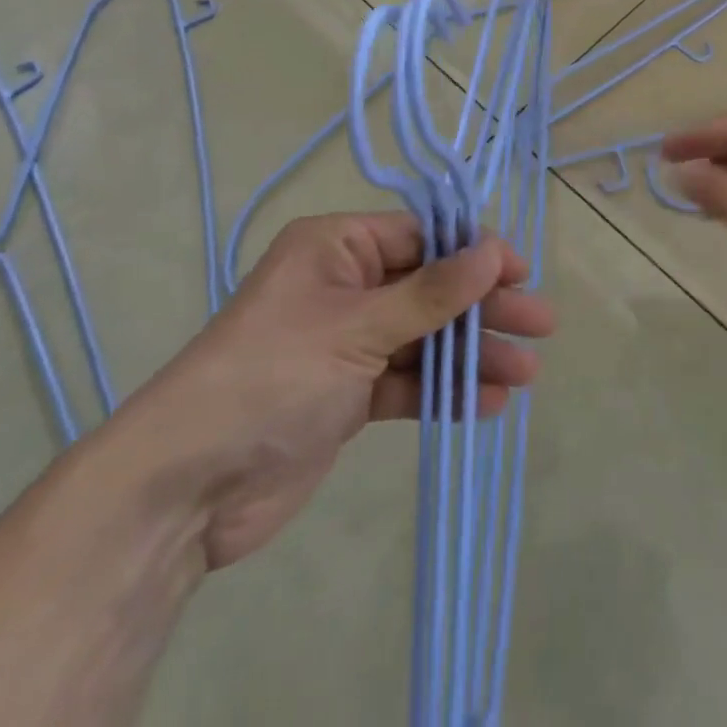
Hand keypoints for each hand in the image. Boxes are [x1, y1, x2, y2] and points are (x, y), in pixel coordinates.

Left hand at [123, 212, 553, 571]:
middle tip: (541, 325)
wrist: (186, 489)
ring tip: (526, 373)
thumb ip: (432, 293)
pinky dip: (444, 391)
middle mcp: (343, 287)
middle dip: (483, 308)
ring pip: (424, 337)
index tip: (521, 272)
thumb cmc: (272, 376)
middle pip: (430, 288)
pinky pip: (407, 382)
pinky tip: (486, 404)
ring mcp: (346, 343)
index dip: (474, 252)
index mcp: (335, 248)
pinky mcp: (347, 395)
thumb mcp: (358, 326)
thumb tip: (494, 250)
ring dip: (472, 353)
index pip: (420, 237)